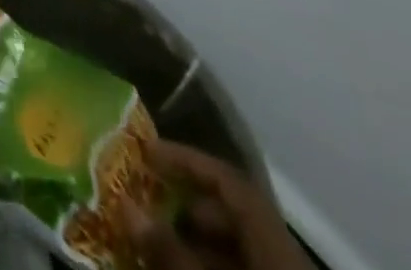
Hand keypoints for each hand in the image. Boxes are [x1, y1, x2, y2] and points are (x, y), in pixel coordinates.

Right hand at [125, 141, 312, 269]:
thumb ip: (171, 251)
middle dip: (186, 209)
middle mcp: (285, 261)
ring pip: (235, 253)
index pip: (230, 182)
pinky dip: (210, 269)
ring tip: (156, 248)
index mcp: (277, 247)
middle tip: (147, 206)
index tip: (148, 153)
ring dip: (194, 246)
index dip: (188, 160)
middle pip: (232, 218)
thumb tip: (125, 204)